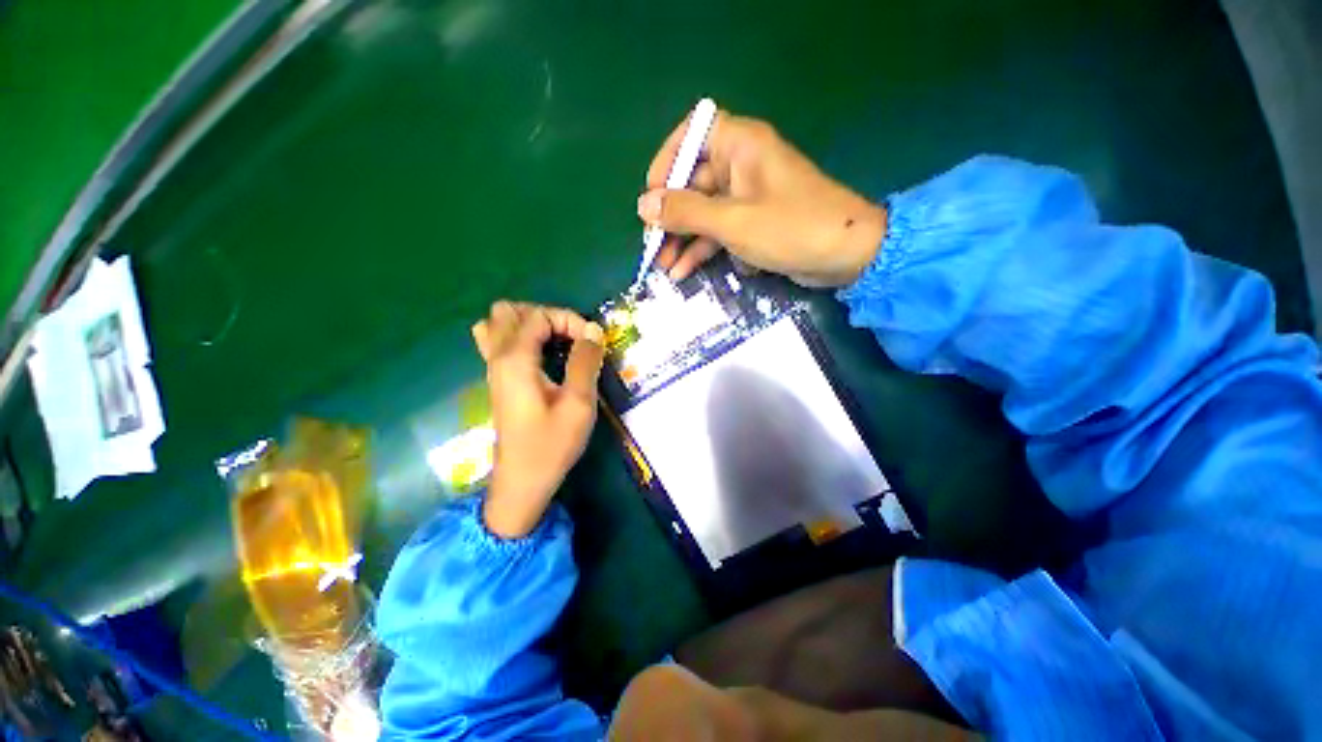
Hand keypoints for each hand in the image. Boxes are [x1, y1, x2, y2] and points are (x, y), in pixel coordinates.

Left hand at [471, 302, 604, 538]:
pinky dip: (518, 337)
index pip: (538, 316)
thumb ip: (585, 362)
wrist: (523, 482)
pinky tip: (540, 355)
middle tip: (571, 338)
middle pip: (510, 311)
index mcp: (516, 360)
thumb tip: (593, 329)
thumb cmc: (552, 445)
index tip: (592, 343)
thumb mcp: (578, 404)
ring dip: (529, 324)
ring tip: (555, 342)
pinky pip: (497, 342)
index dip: (569, 321)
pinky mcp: (498, 380)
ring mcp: (493, 368)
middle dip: (545, 316)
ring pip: (498, 324)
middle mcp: (498, 357)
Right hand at [637, 110, 885, 286]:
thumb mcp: (732, 222)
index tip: (651, 197)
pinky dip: (703, 250)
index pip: (691, 135)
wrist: (846, 255)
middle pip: (692, 183)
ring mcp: (746, 196)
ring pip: (703, 213)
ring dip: (683, 240)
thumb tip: (644, 205)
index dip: (666, 163)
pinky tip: (686, 272)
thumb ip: (686, 212)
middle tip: (653, 248)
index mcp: (739, 145)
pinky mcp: (752, 223)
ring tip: (664, 269)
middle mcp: (740, 164)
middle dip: (671, 218)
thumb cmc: (791, 228)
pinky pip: (719, 231)